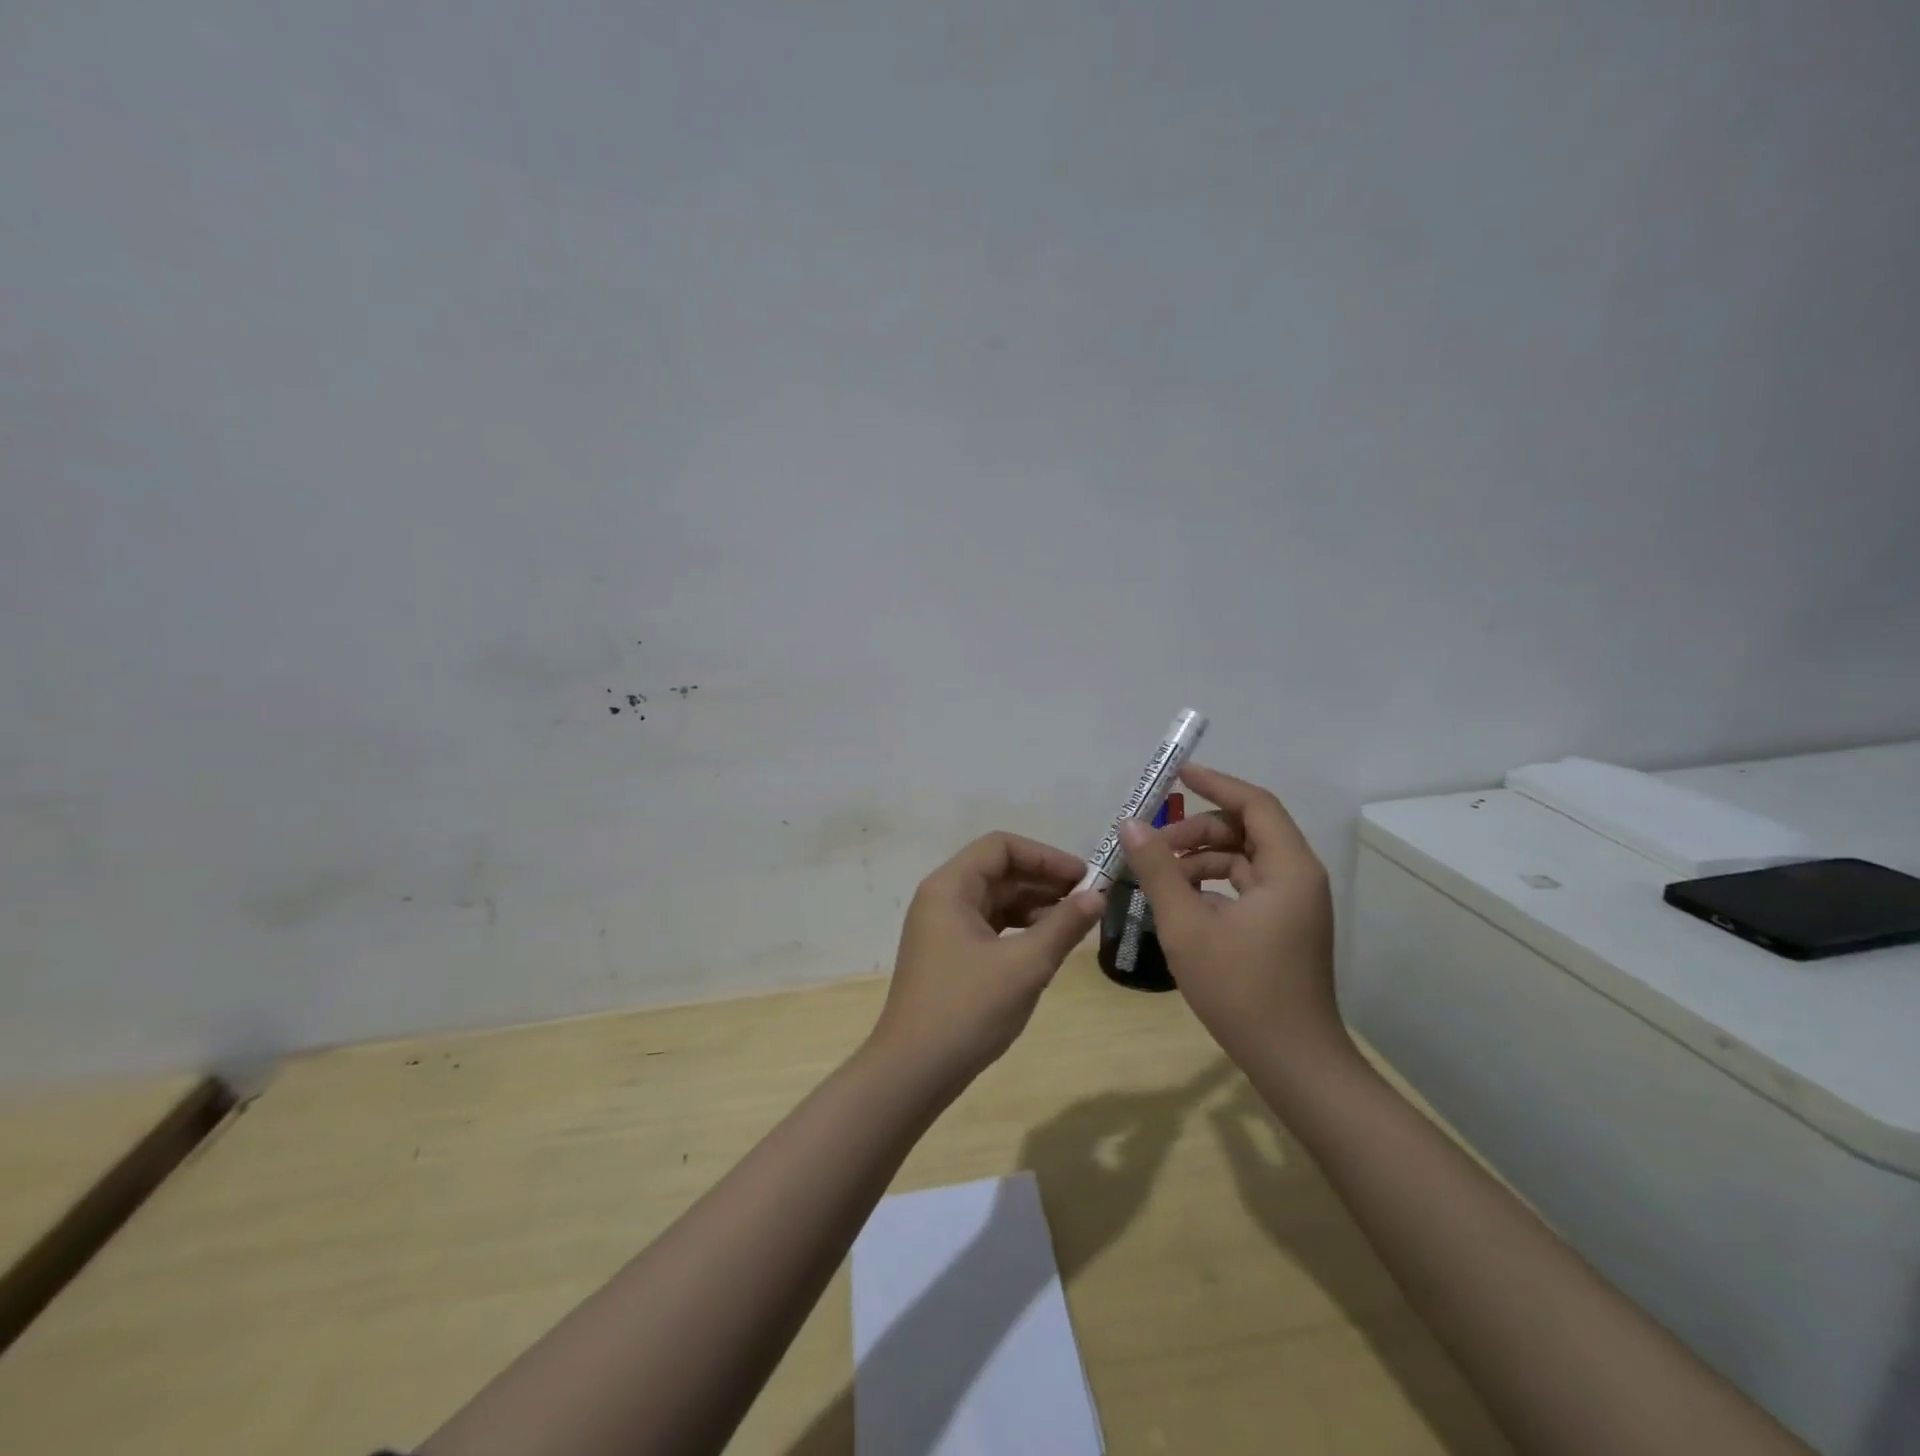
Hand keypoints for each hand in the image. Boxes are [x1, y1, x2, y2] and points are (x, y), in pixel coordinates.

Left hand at [871, 833, 1104, 1093]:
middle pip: (998, 870)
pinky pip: (989, 926)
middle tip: (1088, 900)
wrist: (913, 1072)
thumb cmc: (967, 1010)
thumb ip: (1064, 926)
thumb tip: (1098, 896)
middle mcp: (942, 898)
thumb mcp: (1025, 966)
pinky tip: (1047, 944)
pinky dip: (1019, 929)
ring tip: (1074, 923)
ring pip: (996, 900)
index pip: (1001, 847)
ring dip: (1035, 905)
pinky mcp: (949, 954)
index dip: (1045, 856)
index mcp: (950, 887)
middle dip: (1044, 881)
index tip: (1083, 878)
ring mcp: (943, 928)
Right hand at [1117, 763, 1345, 1066]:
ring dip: (1200, 860)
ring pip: (1243, 861)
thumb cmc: (1241, 989)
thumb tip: (1130, 824)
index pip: (1254, 804)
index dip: (1215, 783)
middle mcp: (1298, 878)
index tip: (1177, 774)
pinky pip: (1245, 887)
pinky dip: (1212, 886)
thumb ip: (1157, 869)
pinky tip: (1179, 904)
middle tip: (1152, 846)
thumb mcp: (1187, 925)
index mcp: (1288, 869)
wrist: (1294, 1063)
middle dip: (1197, 831)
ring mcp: (1293, 906)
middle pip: (1246, 830)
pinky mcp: (1283, 928)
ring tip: (1158, 880)